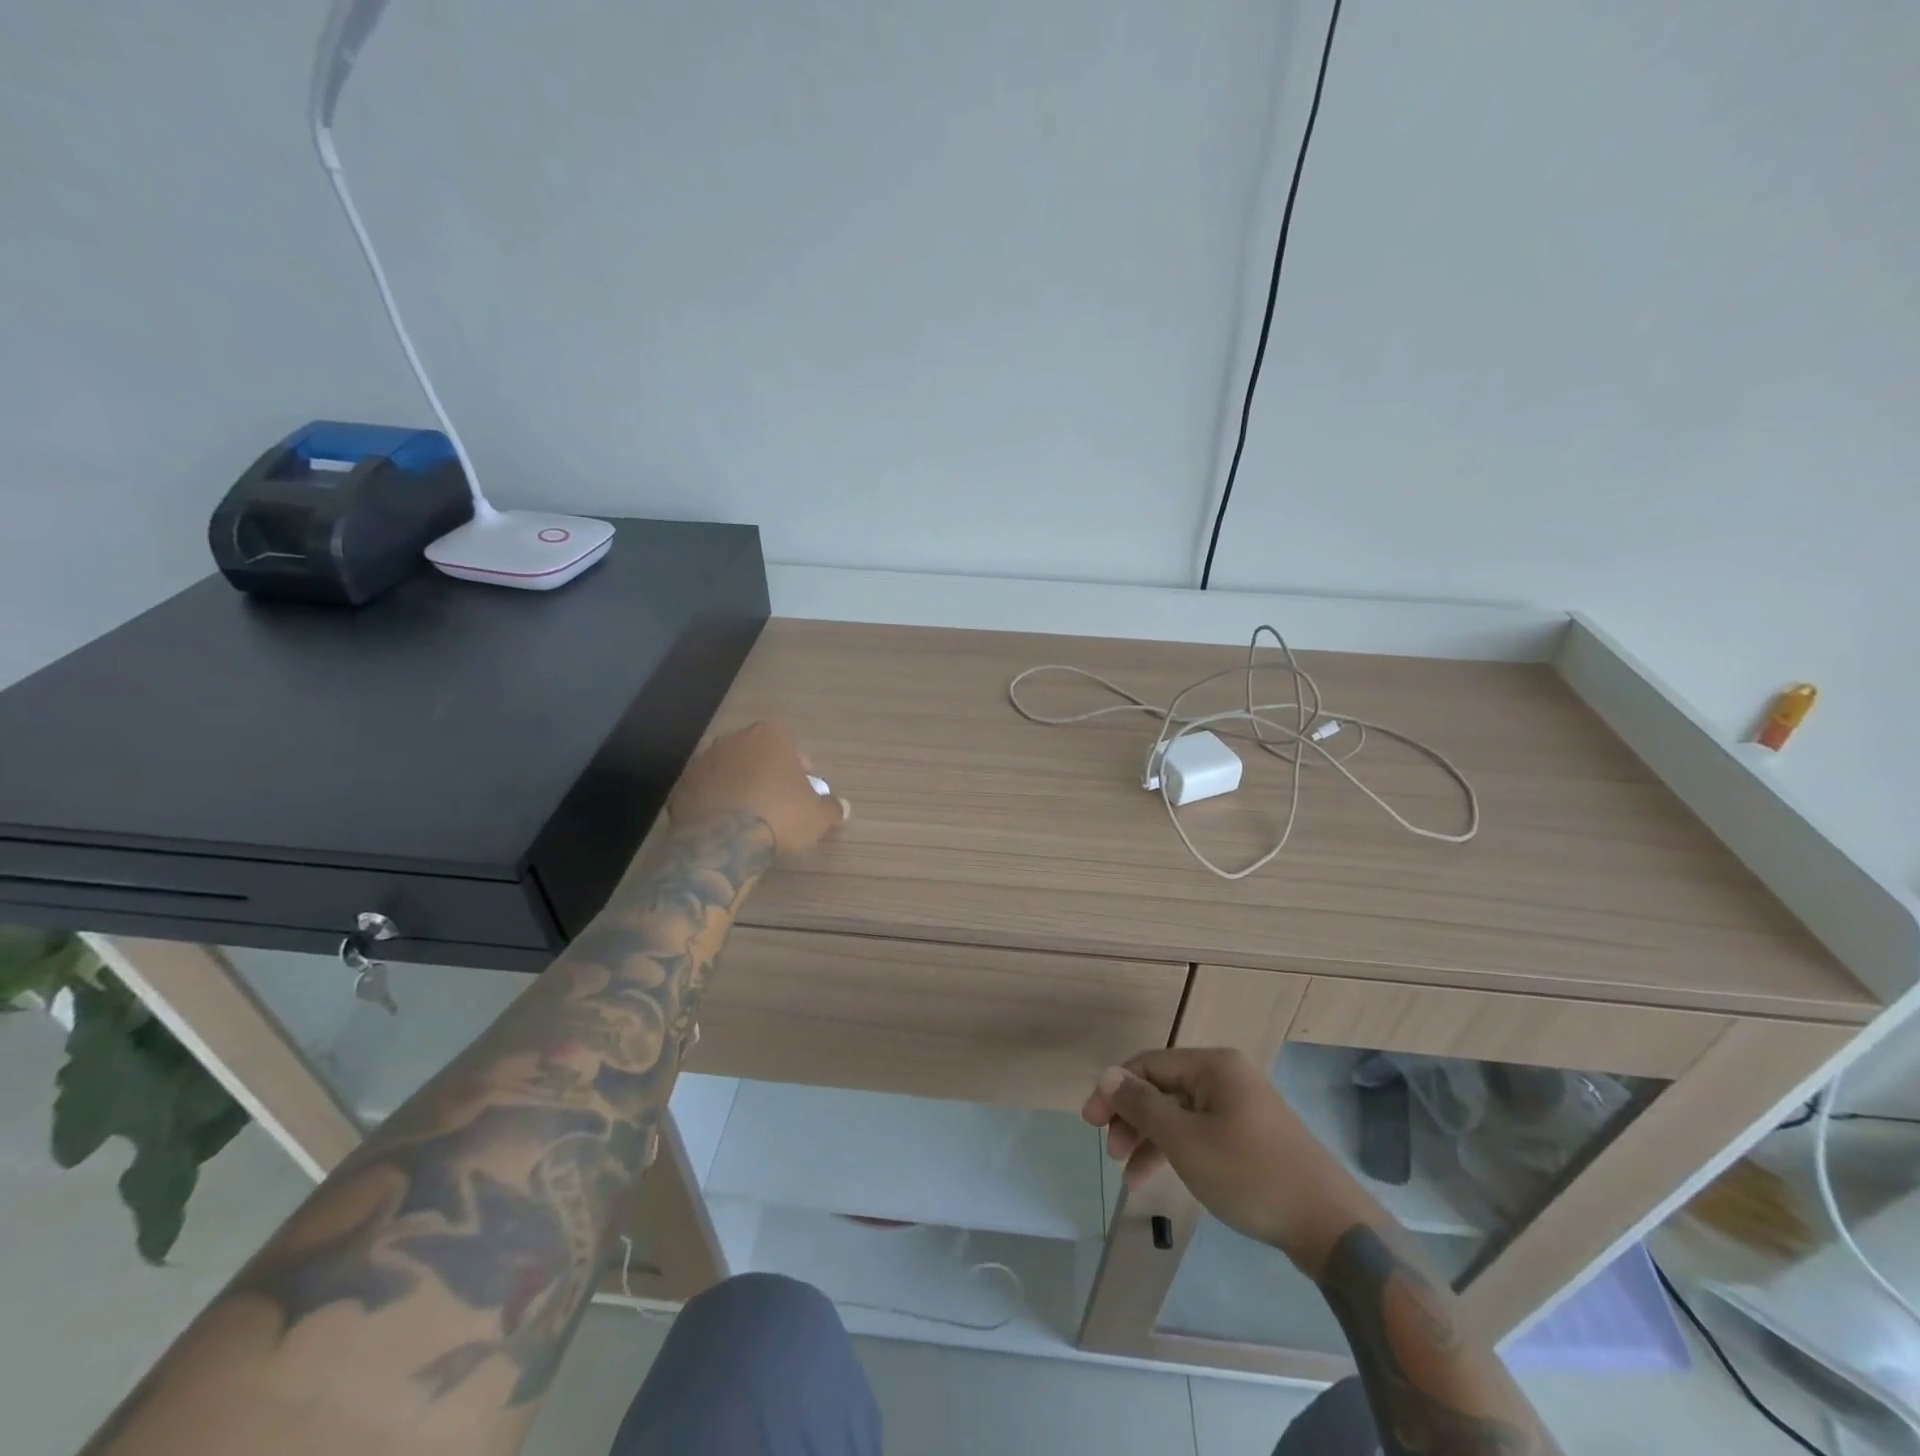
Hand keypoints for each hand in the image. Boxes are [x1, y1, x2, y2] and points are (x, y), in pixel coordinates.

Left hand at [669, 721, 848, 853]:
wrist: (723, 841)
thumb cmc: (780, 816)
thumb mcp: (817, 816)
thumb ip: (831, 808)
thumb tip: (842, 808)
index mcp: (770, 736)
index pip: (791, 746)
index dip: (799, 770)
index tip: (802, 793)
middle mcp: (734, 739)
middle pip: (756, 754)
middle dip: (766, 774)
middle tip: (777, 804)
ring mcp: (703, 761)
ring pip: (728, 771)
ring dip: (738, 787)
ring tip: (749, 818)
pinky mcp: (681, 786)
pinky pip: (705, 791)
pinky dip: (714, 803)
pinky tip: (724, 827)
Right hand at [1081, 1047, 1367, 1269]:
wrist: (1331, 1225)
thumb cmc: (1250, 1174)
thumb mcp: (1185, 1140)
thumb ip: (1142, 1105)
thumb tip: (1106, 1074)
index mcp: (1212, 1066)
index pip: (1148, 1064)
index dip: (1115, 1089)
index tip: (1089, 1122)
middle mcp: (1227, 1077)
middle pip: (1164, 1087)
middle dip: (1132, 1117)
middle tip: (1111, 1151)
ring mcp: (1242, 1107)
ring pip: (1181, 1113)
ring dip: (1151, 1139)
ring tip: (1129, 1174)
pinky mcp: (1252, 1136)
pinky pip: (1201, 1132)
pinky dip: (1177, 1150)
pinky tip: (1158, 1176)